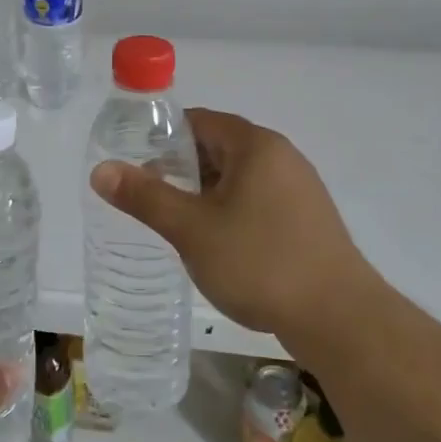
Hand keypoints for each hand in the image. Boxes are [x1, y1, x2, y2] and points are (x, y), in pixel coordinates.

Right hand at [89, 108, 382, 343]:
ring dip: (205, 194)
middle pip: (218, 148)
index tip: (136, 163)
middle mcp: (282, 157)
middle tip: (149, 197)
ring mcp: (300, 189)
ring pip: (238, 178)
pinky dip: (231, 211)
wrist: (339, 319)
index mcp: (256, 145)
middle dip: (181, 169)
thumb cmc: (260, 263)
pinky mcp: (308, 220)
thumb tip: (101, 170)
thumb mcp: (191, 229)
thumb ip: (145, 196)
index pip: (199, 121)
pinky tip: (217, 244)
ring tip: (177, 223)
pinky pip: (258, 201)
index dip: (163, 137)